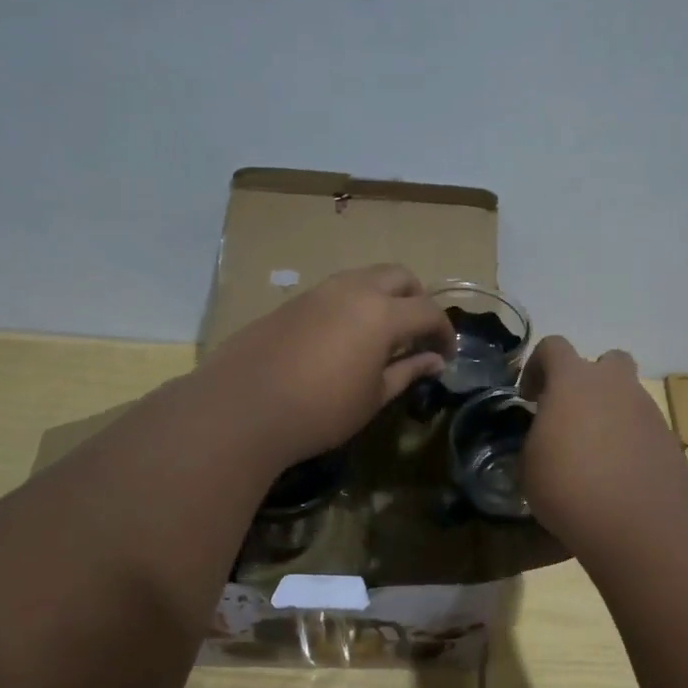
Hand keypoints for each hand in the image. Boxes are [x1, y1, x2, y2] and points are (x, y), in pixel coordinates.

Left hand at [196, 264, 454, 467]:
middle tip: (417, 334)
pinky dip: (353, 305)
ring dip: (383, 297)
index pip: (428, 311)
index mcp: (381, 313)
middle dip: (417, 300)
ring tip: (381, 336)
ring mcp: (318, 292)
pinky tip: (343, 340)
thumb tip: (434, 361)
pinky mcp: (292, 302)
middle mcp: (353, 290)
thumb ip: (408, 371)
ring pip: (364, 278)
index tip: (445, 355)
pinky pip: (335, 292)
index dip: (444, 332)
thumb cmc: (320, 410)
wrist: (242, 408)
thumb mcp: (373, 397)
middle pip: (399, 277)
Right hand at [519, 337, 687, 551]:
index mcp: (573, 380)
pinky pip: (643, 429)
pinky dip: (629, 443)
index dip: (537, 367)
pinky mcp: (668, 440)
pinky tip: (617, 476)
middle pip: (606, 361)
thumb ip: (536, 438)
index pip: (553, 347)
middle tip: (571, 414)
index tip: (529, 398)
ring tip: (594, 454)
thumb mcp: (530, 464)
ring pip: (628, 397)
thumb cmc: (569, 486)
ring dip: (610, 414)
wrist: (638, 523)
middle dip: (588, 381)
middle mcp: (615, 385)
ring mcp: (647, 411)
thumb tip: (544, 438)